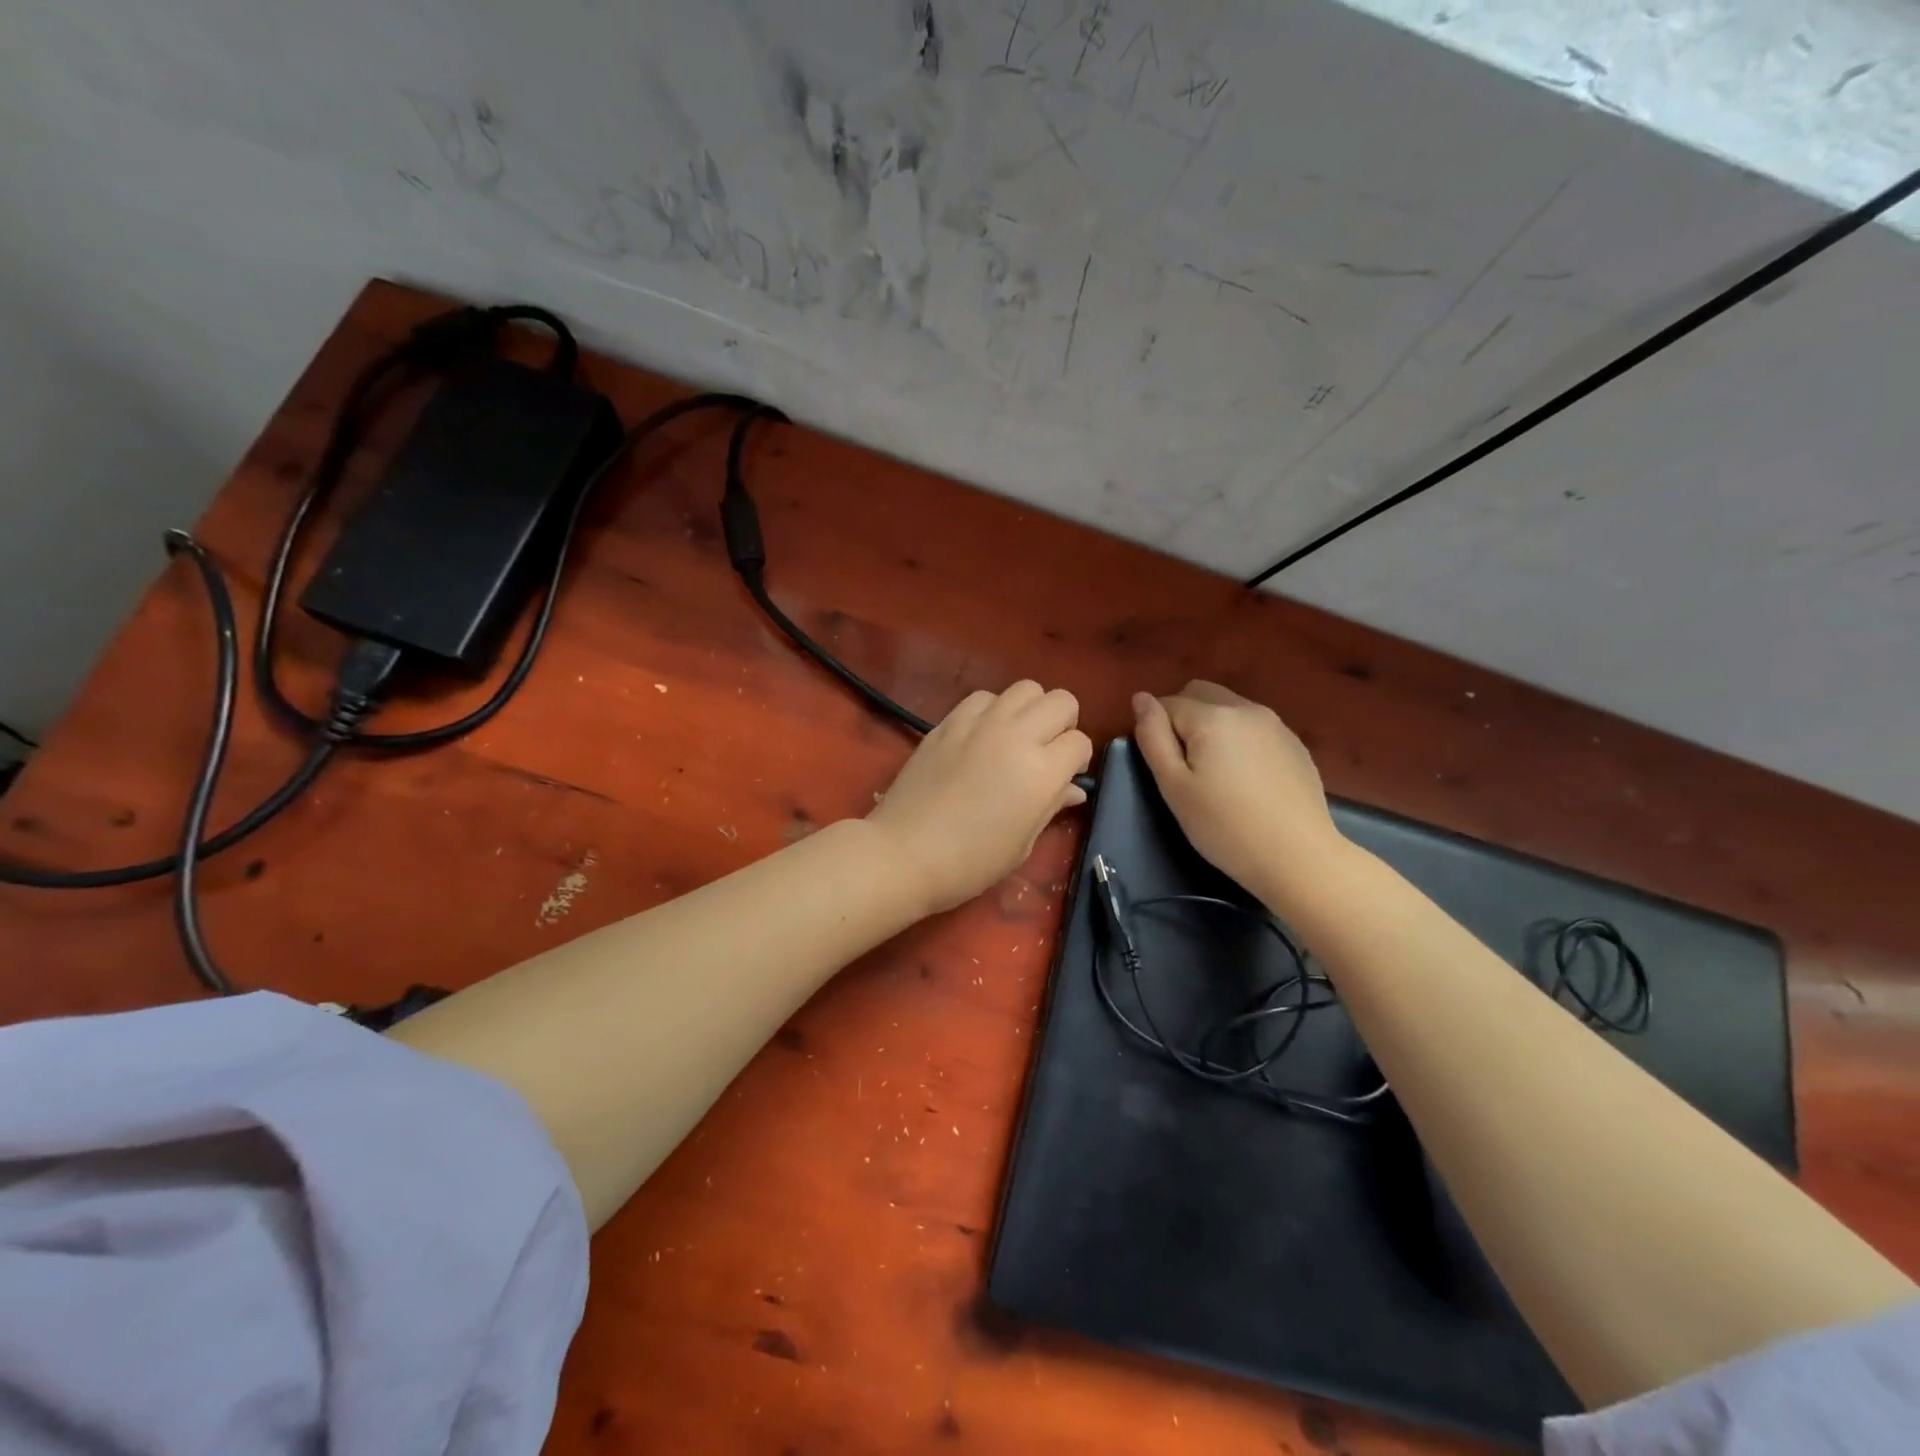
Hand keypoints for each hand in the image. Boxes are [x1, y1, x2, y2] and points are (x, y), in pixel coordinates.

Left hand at [869, 681, 1092, 914]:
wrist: (904, 853)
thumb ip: (1051, 806)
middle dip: (1064, 724)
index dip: (1078, 760)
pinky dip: (992, 710)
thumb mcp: (1022, 844)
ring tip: (1016, 737)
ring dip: (1030, 710)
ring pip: (1025, 688)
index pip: (1080, 742)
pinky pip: (984, 697)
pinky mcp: (949, 721)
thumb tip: (1074, 789)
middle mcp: (1016, 736)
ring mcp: (979, 723)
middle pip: (1061, 701)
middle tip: (1047, 751)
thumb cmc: (971, 862)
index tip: (1066, 778)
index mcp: (1041, 771)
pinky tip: (982, 735)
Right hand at [1131, 681, 1343, 905]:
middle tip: (1185, 766)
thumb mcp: (1174, 786)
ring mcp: (1276, 724)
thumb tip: (1141, 698)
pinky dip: (1239, 739)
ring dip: (1212, 727)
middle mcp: (1246, 708)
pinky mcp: (1295, 744)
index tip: (1166, 769)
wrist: (1299, 858)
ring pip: (1229, 707)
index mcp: (1212, 716)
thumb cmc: (1224, 826)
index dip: (1158, 731)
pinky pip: (1254, 727)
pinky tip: (1246, 780)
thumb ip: (1153, 737)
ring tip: (1216, 774)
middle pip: (1200, 693)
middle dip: (1183, 718)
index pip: (1167, 703)